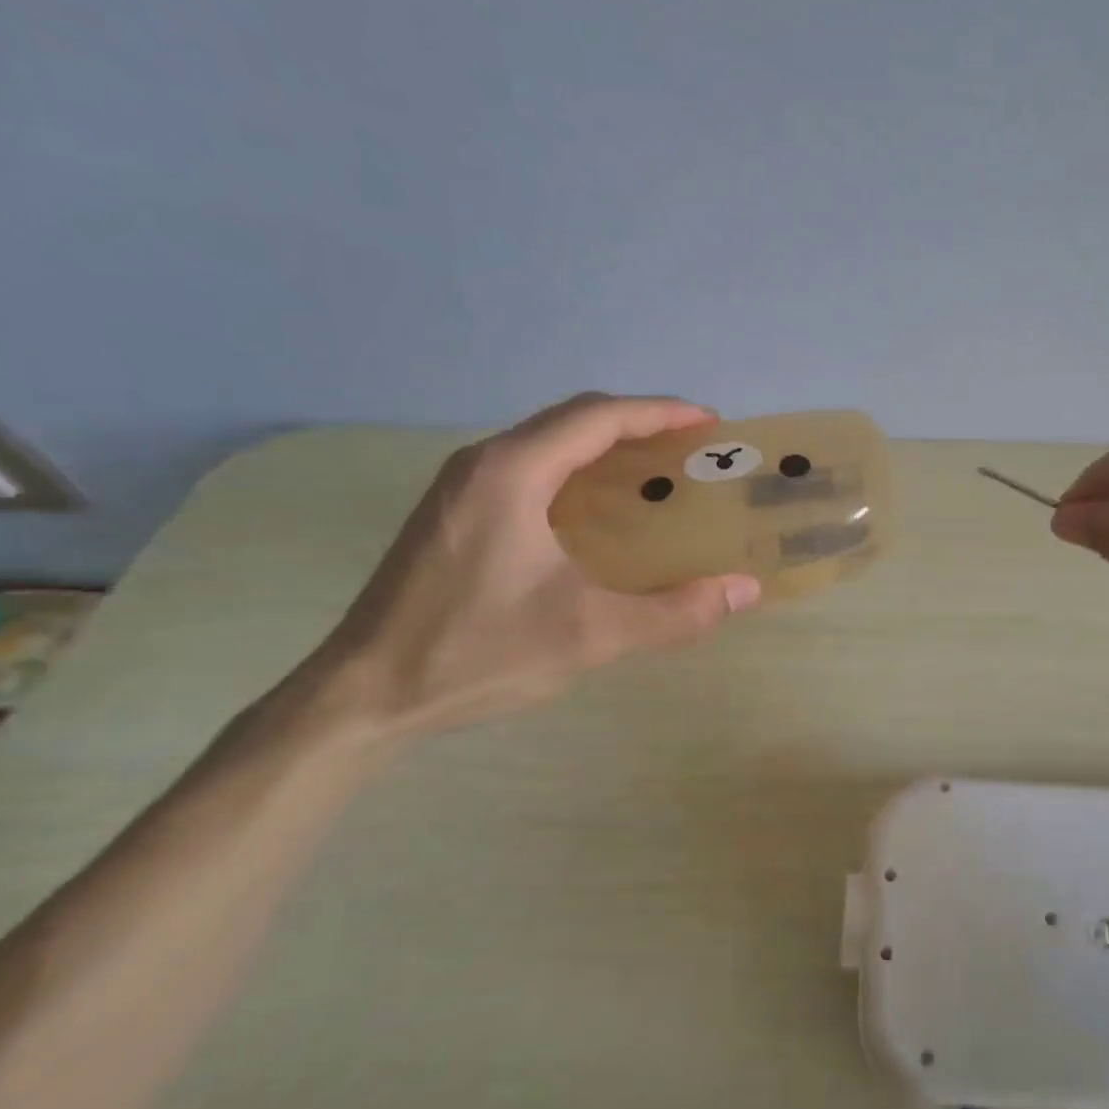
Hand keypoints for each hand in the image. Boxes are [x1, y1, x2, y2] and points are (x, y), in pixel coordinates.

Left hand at [300, 393, 760, 739]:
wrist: (362, 696)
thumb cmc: (476, 654)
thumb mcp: (589, 635)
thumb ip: (675, 613)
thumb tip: (745, 591)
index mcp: (512, 472)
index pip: (598, 417)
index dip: (660, 413)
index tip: (709, 423)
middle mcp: (484, 463)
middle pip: (574, 420)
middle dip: (639, 425)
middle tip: (692, 448)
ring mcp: (462, 486)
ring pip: (549, 443)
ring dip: (606, 447)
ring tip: (657, 473)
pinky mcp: (454, 513)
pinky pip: (530, 469)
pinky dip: (578, 472)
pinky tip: (601, 512)